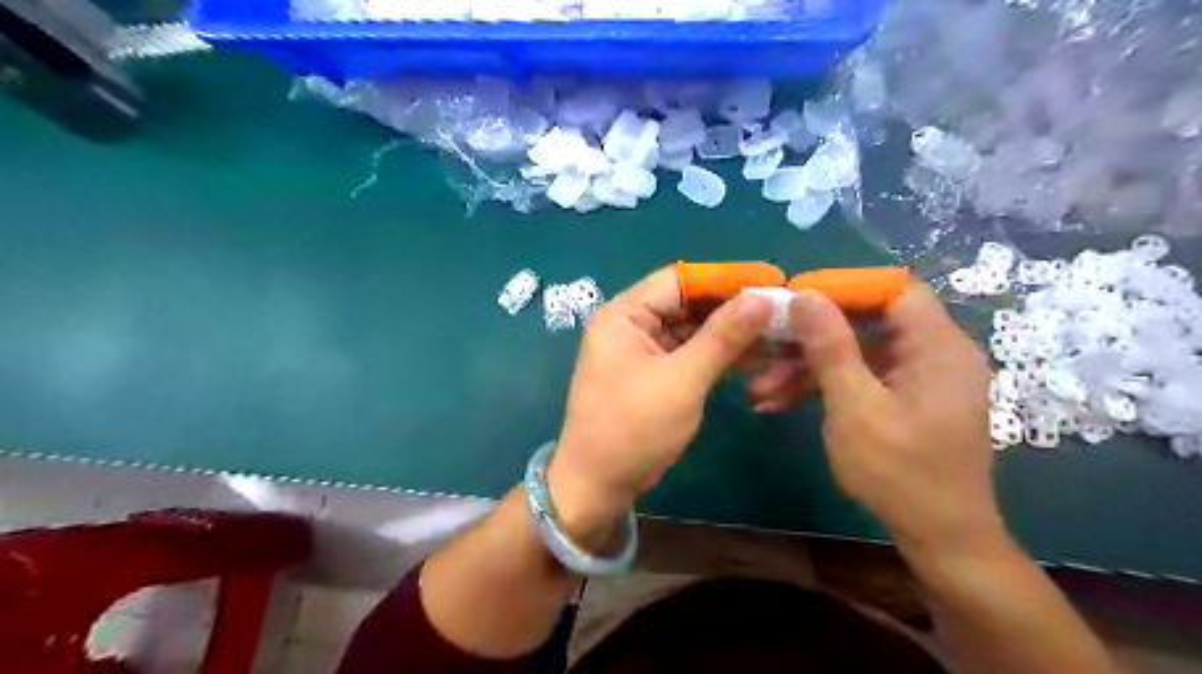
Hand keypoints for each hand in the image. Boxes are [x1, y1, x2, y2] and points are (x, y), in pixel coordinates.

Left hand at [548, 266, 768, 539]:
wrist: (598, 486)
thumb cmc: (633, 429)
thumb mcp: (682, 380)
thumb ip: (722, 337)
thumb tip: (762, 298)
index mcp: (624, 315)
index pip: (679, 279)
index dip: (725, 278)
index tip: (771, 281)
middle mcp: (630, 325)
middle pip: (687, 304)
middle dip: (732, 309)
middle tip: (781, 312)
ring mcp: (641, 351)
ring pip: (692, 330)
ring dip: (730, 335)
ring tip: (778, 335)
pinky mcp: (653, 374)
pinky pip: (689, 354)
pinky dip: (717, 357)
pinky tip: (755, 359)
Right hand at [763, 284, 1002, 553]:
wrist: (939, 537)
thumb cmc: (900, 473)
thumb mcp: (855, 407)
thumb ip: (830, 347)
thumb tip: (804, 295)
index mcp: (936, 346)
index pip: (891, 289)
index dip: (841, 287)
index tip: (793, 300)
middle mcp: (932, 353)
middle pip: (865, 322)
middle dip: (810, 337)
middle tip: (764, 346)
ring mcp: (916, 377)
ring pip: (855, 353)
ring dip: (807, 368)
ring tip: (760, 388)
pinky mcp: (903, 398)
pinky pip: (859, 378)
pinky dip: (823, 387)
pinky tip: (780, 402)